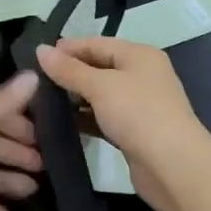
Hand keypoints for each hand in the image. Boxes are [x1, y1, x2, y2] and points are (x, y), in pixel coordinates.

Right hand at [35, 38, 210, 210]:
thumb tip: (40, 50)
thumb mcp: (100, 87)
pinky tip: (63, 124)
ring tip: (42, 102)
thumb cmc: (139, 114)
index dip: (68, 48)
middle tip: (36, 81)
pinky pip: (104, 117)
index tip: (37, 56)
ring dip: (76, 98)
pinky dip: (86, 118)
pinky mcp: (135, 131)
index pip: (97, 43)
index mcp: (139, 55)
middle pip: (99, 67)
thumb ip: (69, 70)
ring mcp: (140, 104)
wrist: (174, 167)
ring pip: (101, 94)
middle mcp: (142, 75)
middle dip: (70, 73)